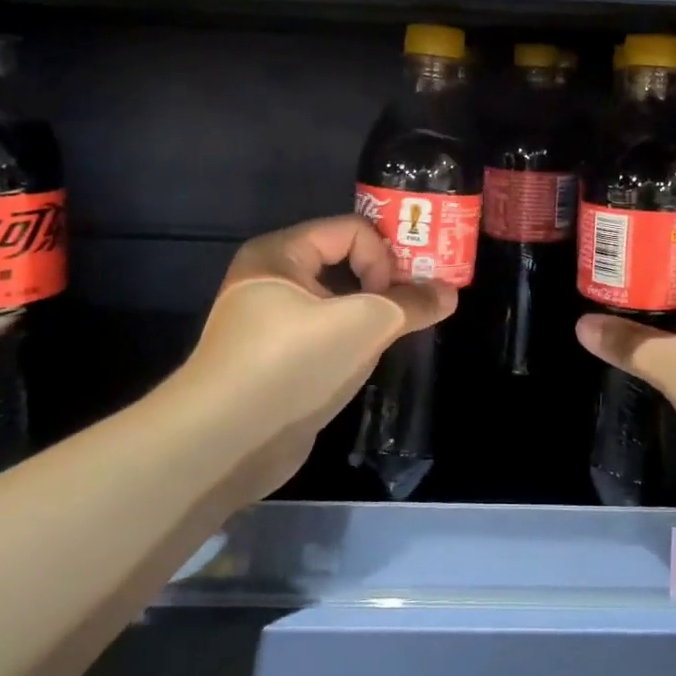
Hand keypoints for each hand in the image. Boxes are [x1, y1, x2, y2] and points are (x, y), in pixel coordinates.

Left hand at [180, 216, 453, 497]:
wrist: (225, 445)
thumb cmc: (292, 364)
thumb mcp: (363, 325)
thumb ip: (411, 304)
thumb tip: (450, 293)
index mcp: (281, 253)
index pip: (353, 230)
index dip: (384, 256)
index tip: (398, 295)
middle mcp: (273, 279)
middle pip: (346, 261)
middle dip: (386, 282)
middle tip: (419, 305)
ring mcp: (272, 323)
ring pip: (338, 302)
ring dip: (373, 314)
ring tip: (402, 333)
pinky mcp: (278, 361)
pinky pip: (327, 334)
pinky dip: (353, 341)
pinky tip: (370, 360)